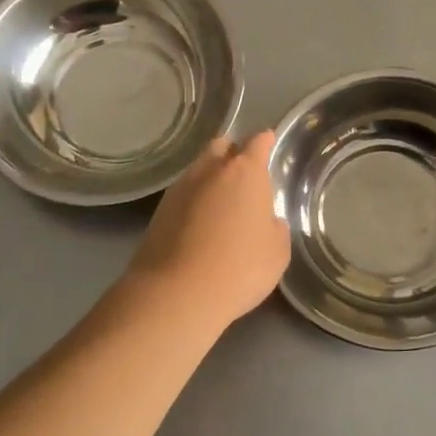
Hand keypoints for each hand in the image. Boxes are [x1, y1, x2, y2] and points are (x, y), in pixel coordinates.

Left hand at [125, 131, 290, 327]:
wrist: (176, 293)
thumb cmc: (240, 268)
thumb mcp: (277, 252)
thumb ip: (275, 228)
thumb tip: (267, 221)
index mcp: (246, 172)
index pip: (258, 142)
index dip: (265, 142)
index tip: (269, 145)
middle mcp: (211, 170)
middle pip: (222, 146)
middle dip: (233, 153)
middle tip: (244, 175)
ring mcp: (180, 188)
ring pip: (199, 169)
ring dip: (211, 178)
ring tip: (222, 203)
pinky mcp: (159, 210)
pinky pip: (183, 194)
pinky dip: (194, 200)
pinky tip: (201, 223)